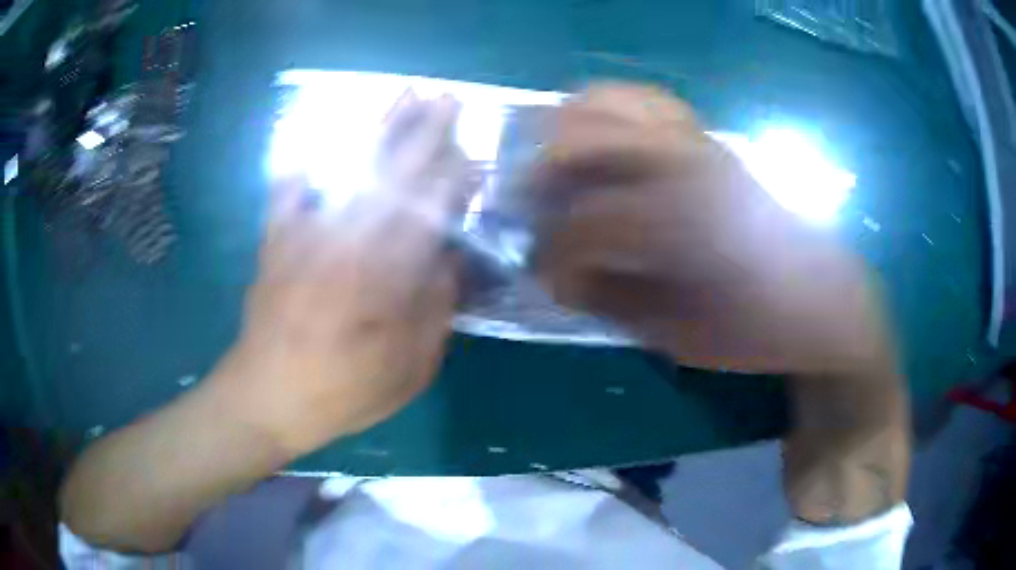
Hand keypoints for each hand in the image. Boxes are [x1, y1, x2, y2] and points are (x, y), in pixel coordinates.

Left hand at [219, 91, 474, 456]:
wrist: (268, 397)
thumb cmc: (344, 392)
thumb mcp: (410, 368)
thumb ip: (435, 310)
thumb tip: (449, 260)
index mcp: (385, 278)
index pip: (429, 211)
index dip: (453, 177)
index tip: (471, 153)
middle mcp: (347, 242)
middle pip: (393, 174)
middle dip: (424, 131)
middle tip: (446, 97)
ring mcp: (307, 233)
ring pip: (348, 168)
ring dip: (379, 128)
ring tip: (401, 96)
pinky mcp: (277, 238)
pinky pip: (289, 188)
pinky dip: (303, 160)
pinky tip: (316, 138)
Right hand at [531, 83, 888, 374]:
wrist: (824, 301)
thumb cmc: (759, 331)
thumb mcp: (683, 339)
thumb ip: (615, 302)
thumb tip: (559, 278)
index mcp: (685, 224)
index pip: (587, 221)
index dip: (553, 254)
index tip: (546, 280)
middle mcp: (689, 165)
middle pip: (583, 139)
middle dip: (544, 178)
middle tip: (538, 214)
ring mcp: (701, 142)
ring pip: (609, 101)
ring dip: (567, 131)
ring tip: (559, 170)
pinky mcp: (710, 139)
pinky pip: (644, 101)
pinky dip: (606, 111)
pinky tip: (602, 146)